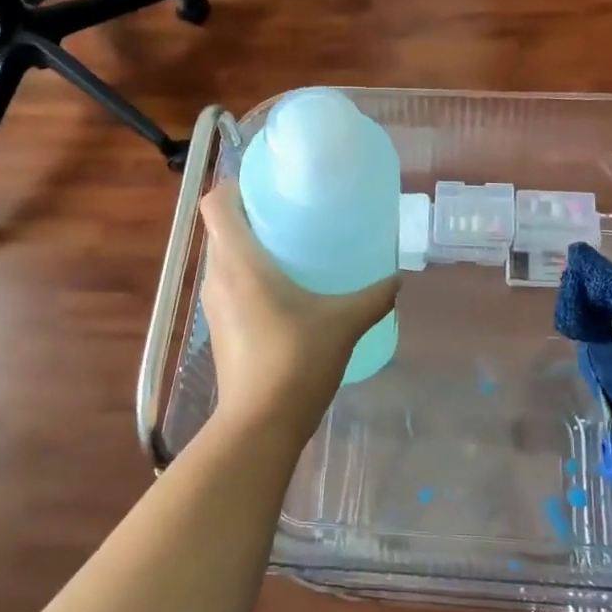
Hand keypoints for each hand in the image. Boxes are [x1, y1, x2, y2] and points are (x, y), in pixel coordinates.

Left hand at [198, 182, 397, 434]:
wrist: (260, 425)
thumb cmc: (296, 362)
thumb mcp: (344, 323)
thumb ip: (373, 296)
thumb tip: (397, 278)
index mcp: (239, 262)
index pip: (215, 204)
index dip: (236, 186)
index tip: (270, 186)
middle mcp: (218, 277)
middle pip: (221, 228)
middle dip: (252, 214)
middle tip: (294, 213)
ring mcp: (214, 305)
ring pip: (225, 258)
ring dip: (250, 246)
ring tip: (293, 249)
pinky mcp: (220, 328)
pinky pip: (229, 284)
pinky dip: (249, 276)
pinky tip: (287, 292)